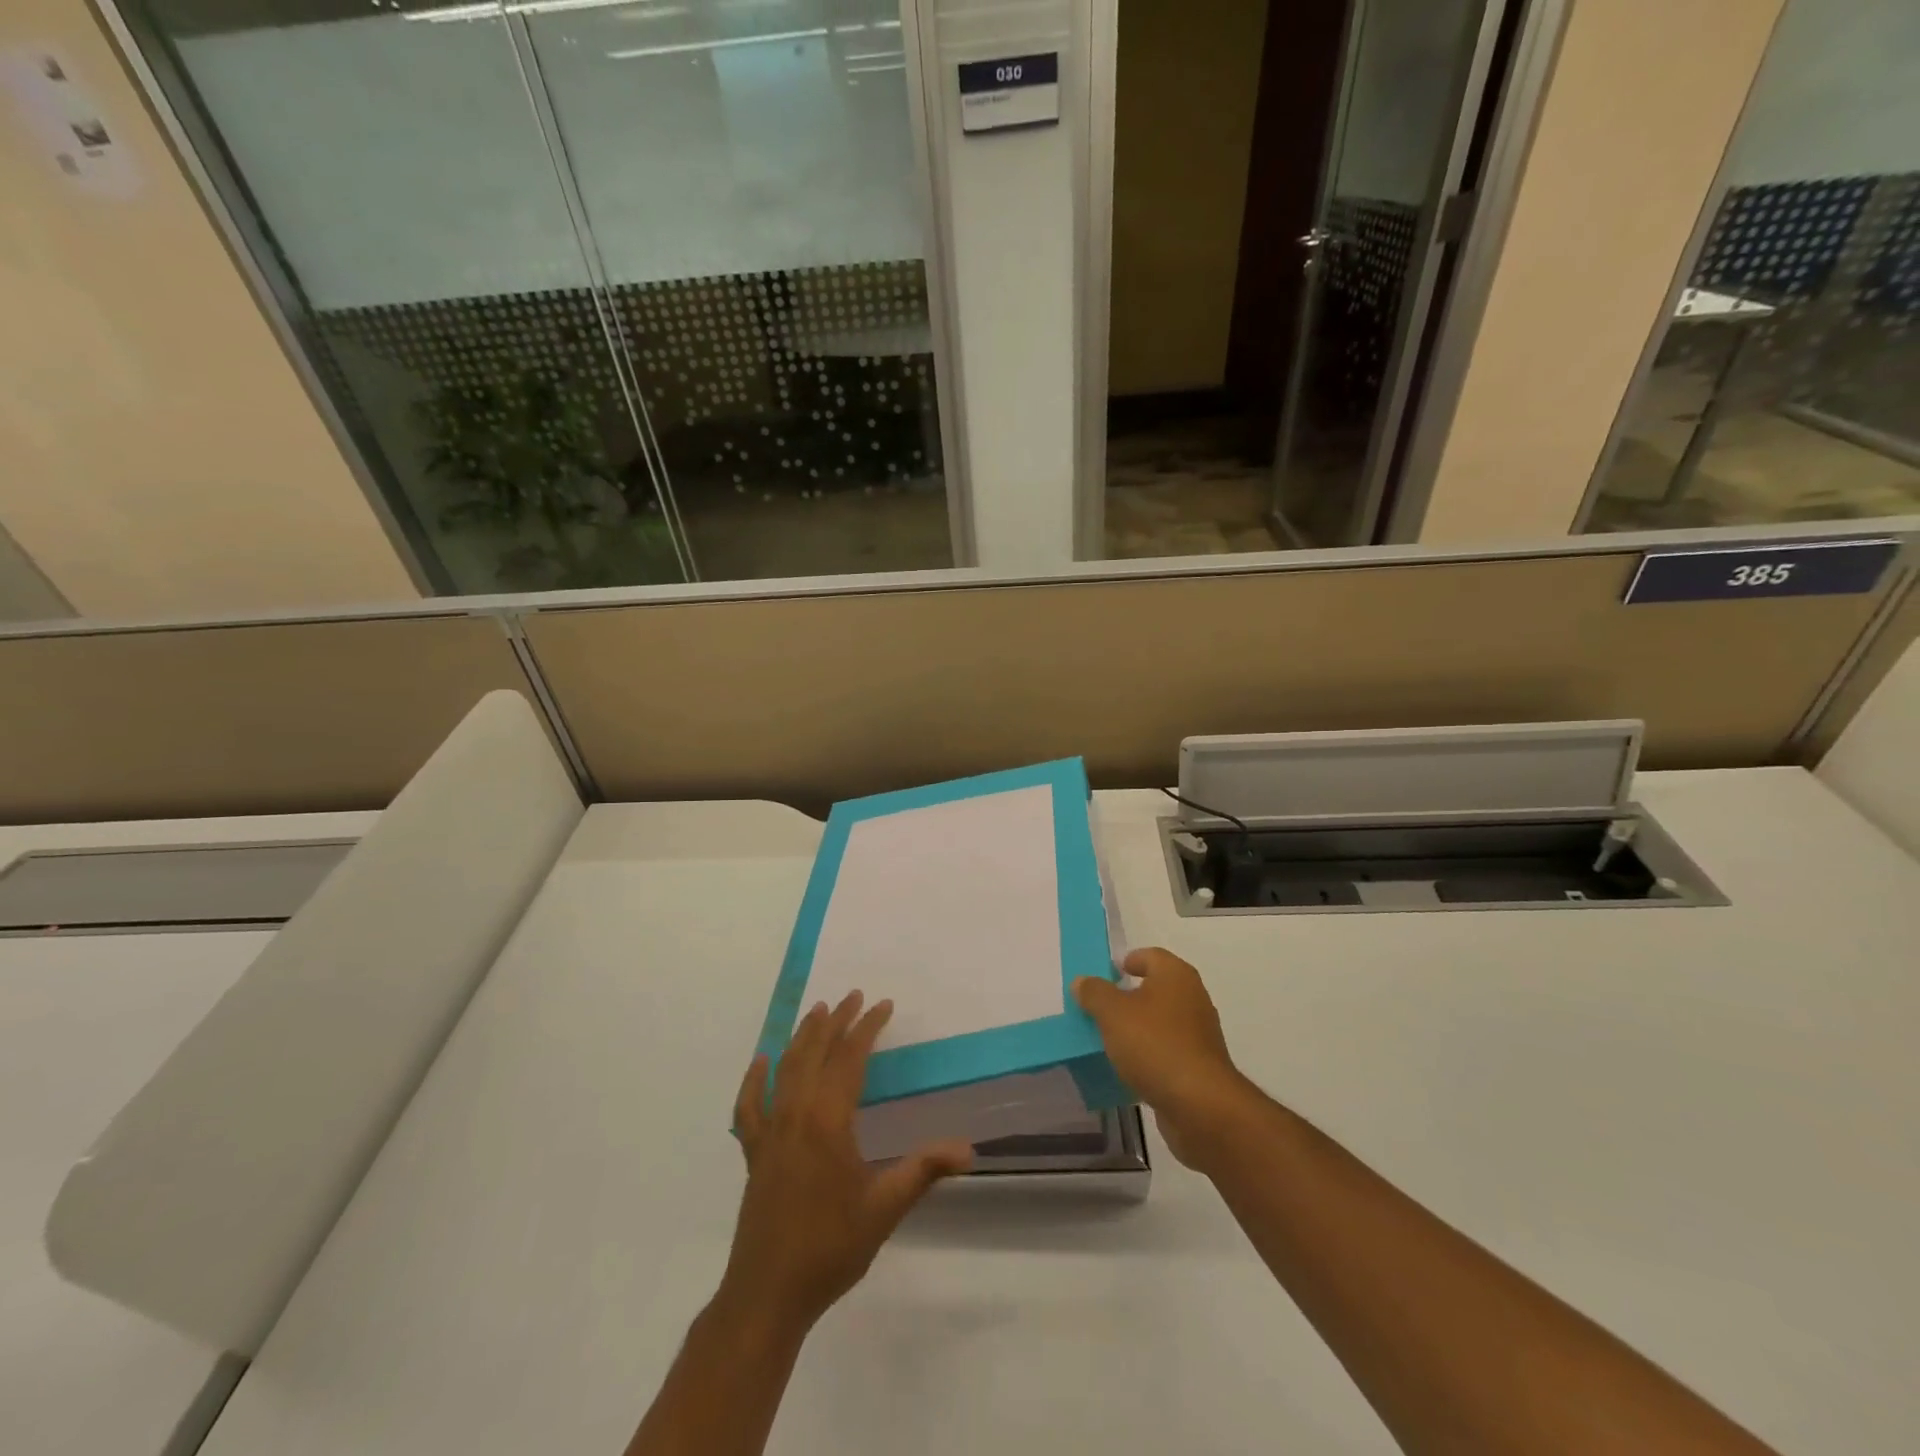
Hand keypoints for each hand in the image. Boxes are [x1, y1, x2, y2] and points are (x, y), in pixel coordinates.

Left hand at [723, 991, 972, 1333]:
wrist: (768, 1294)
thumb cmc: (831, 1248)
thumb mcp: (885, 1208)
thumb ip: (924, 1170)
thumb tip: (968, 1149)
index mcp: (828, 1121)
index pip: (849, 1059)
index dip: (867, 1028)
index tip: (882, 1005)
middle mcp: (796, 1114)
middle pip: (815, 1053)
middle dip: (836, 1021)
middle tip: (853, 996)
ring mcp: (770, 1132)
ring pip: (786, 1070)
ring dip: (802, 1038)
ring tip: (817, 1012)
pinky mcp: (753, 1152)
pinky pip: (749, 1107)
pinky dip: (754, 1081)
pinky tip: (761, 1063)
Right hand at [1073, 947, 1253, 1170]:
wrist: (1200, 1105)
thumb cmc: (1155, 1045)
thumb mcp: (1113, 1013)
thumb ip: (1095, 993)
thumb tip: (1083, 981)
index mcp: (1176, 976)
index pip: (1150, 956)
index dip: (1128, 961)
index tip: (1106, 974)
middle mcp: (1193, 998)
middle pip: (1156, 988)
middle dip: (1128, 996)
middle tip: (1100, 1007)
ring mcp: (1199, 1034)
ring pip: (1160, 1021)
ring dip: (1138, 1027)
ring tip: (1109, 1038)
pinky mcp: (1199, 1065)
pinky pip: (1167, 1049)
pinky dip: (1148, 1053)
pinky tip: (1129, 1067)